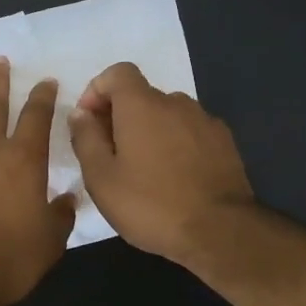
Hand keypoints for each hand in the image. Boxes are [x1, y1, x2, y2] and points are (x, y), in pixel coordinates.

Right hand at [67, 61, 253, 263]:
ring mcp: (205, 121)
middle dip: (121, 116)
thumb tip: (80, 113)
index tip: (89, 122)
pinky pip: (190, 131)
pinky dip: (176, 143)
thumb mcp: (101, 178)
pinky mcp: (225, 142)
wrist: (221, 232)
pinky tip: (174, 177)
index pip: (118, 72)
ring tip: (144, 170)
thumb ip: (85, 138)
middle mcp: (176, 102)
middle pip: (141, 95)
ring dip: (150, 131)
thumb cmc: (151, 204)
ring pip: (167, 115)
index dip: (98, 90)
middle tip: (111, 155)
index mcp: (142, 105)